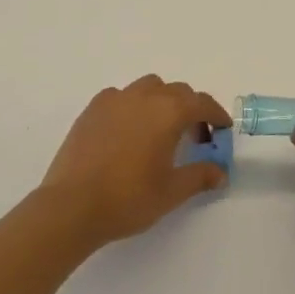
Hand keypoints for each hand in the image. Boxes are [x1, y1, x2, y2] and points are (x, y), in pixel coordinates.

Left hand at [39, 75, 230, 245]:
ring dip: (161, 101)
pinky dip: (132, 106)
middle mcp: (144, 96)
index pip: (201, 103)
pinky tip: (128, 131)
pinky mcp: (92, 109)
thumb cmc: (128, 198)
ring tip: (159, 130)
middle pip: (177, 91)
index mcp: (169, 112)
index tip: (222, 129)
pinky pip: (121, 97)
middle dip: (190, 109)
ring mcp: (115, 99)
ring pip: (148, 88)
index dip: (216, 115)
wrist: (72, 206)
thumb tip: (220, 172)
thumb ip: (200, 176)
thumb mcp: (171, 191)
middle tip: (194, 137)